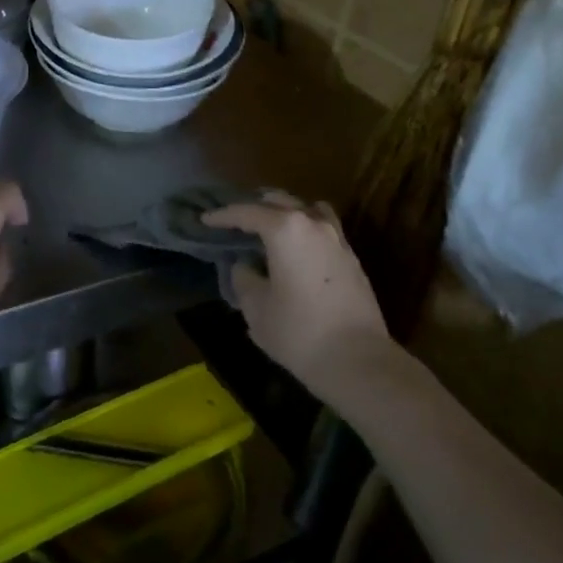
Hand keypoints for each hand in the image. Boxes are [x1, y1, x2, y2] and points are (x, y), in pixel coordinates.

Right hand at [203, 191, 391, 397]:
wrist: (357, 360)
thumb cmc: (298, 332)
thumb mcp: (256, 308)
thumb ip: (244, 278)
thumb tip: (245, 265)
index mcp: (285, 230)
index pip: (246, 212)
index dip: (222, 216)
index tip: (205, 219)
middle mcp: (313, 224)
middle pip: (279, 202)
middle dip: (254, 206)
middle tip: (235, 220)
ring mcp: (337, 239)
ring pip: (307, 210)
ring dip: (285, 212)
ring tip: (269, 225)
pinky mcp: (352, 258)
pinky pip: (323, 229)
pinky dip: (305, 229)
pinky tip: (297, 248)